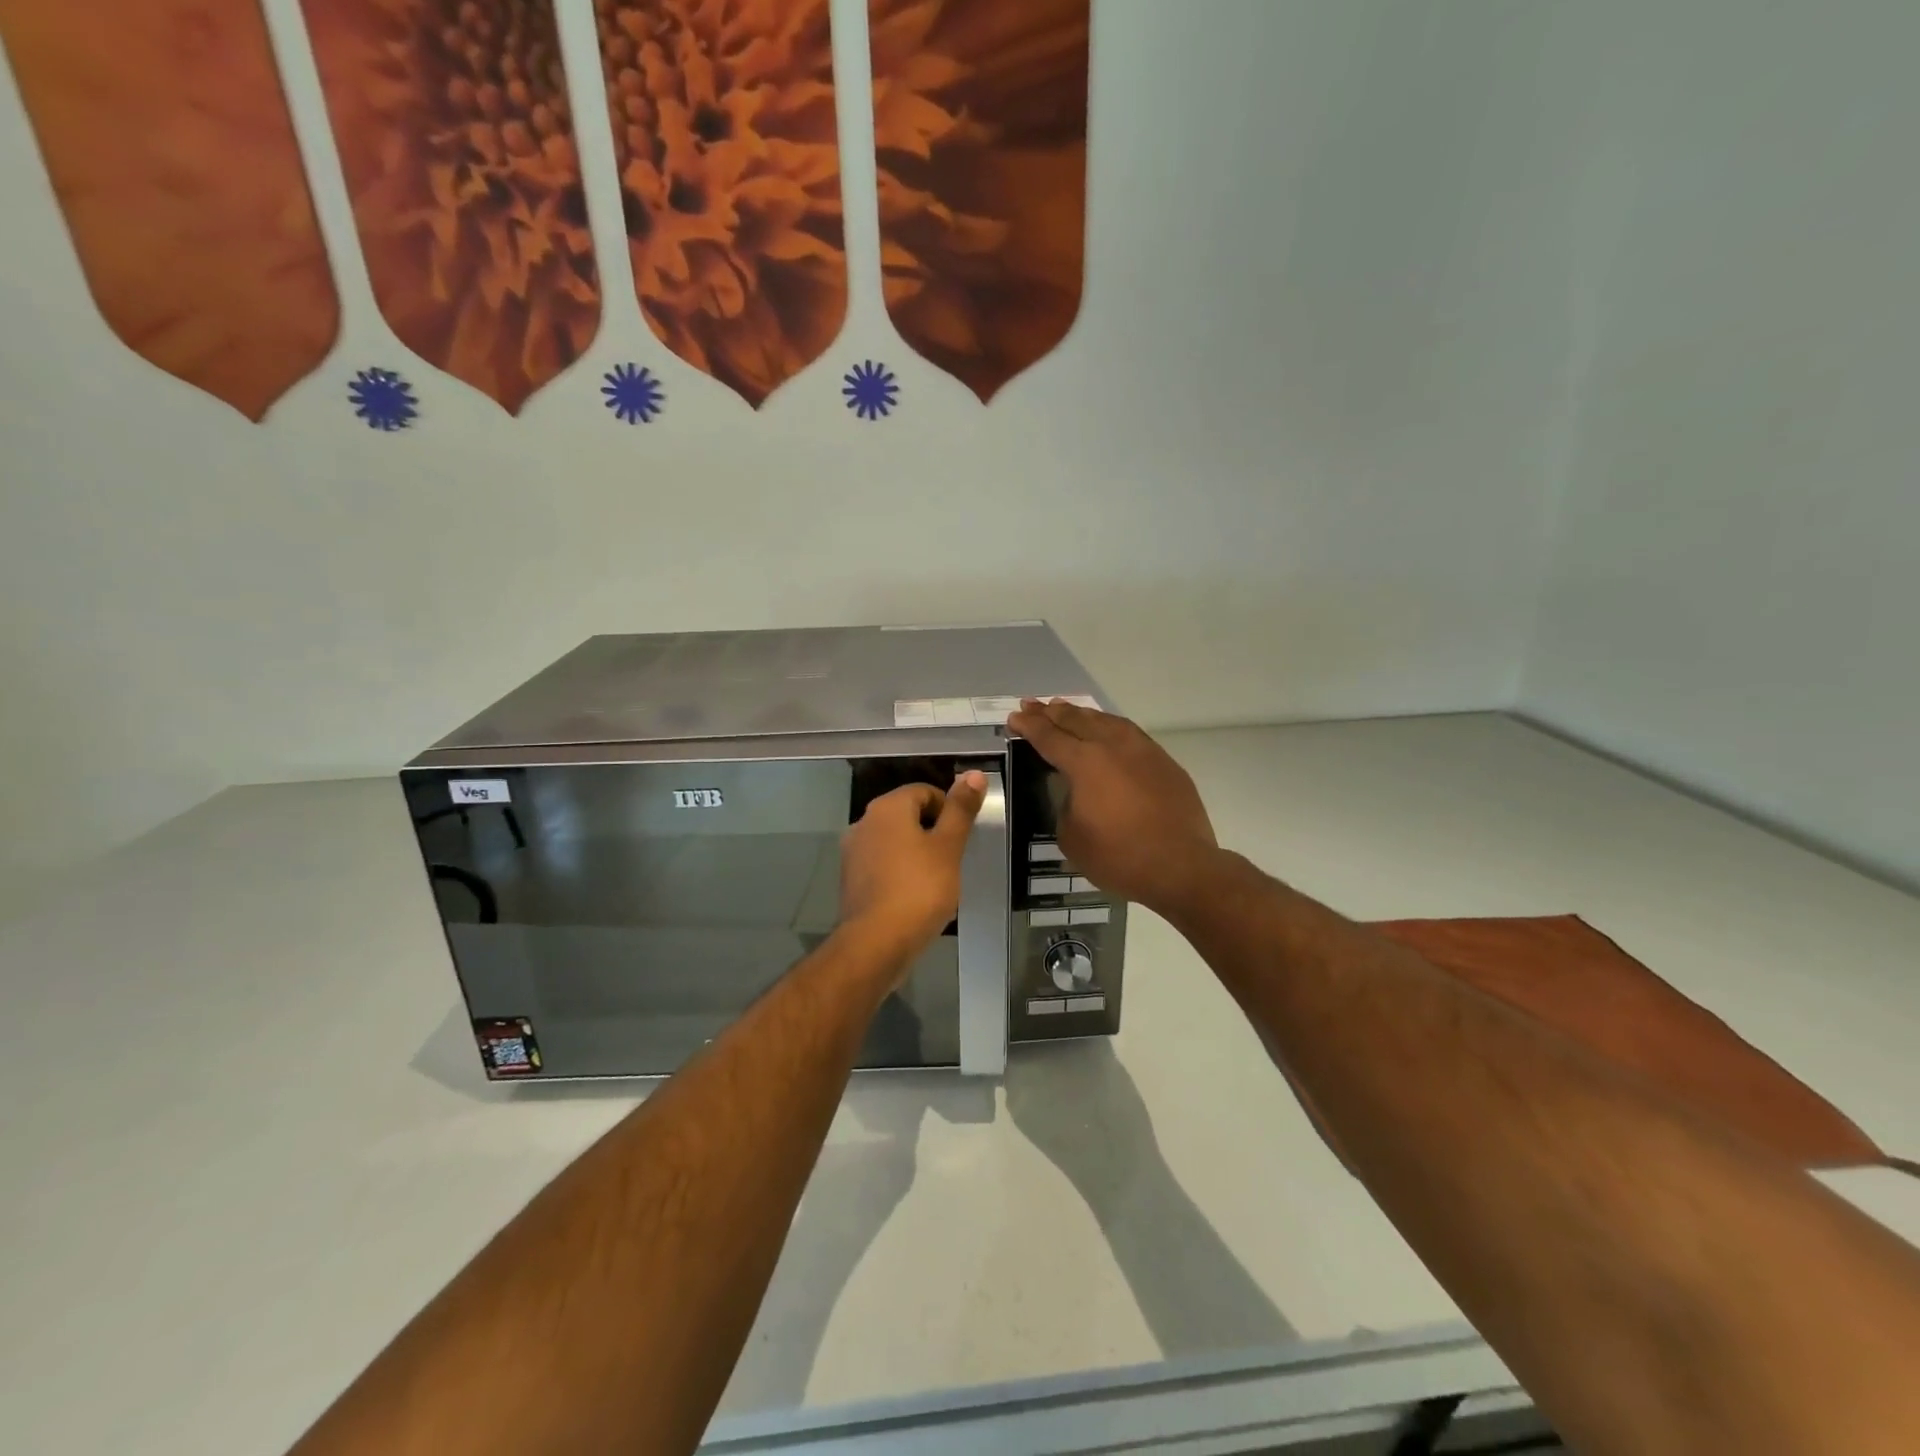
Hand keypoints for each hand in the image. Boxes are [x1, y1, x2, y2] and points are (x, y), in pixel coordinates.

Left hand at [838, 772, 987, 965]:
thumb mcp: (949, 847)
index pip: (924, 791)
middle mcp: (863, 822)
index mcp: (887, 808)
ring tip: (937, 879)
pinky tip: (915, 896)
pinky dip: (899, 872)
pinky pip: (881, 865)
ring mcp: (853, 852)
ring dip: (915, 852)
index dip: (948, 808)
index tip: (961, 836)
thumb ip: (960, 810)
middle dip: (932, 831)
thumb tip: (973, 773)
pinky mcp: (851, 880)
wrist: (876, 943)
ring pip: (893, 841)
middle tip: (953, 858)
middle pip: (906, 814)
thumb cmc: (919, 889)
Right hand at [1007, 699, 1218, 912]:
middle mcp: (1112, 746)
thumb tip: (1076, 795)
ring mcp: (1143, 751)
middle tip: (1032, 705)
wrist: (1181, 867)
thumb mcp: (1072, 838)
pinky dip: (1110, 726)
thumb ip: (1066, 807)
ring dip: (1081, 714)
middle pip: (1076, 721)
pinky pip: (1130, 733)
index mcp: (1084, 763)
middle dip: (1050, 712)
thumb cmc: (1119, 856)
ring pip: (1106, 721)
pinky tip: (1107, 728)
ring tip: (1066, 709)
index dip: (1029, 726)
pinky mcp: (1164, 762)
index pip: (1049, 737)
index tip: (1015, 717)